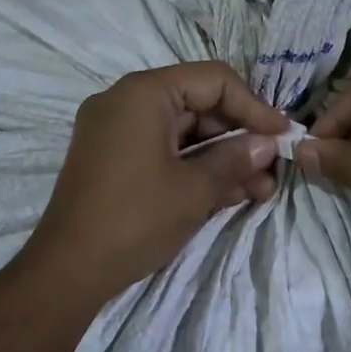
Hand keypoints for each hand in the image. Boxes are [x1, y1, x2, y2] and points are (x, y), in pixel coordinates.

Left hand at [21, 62, 289, 303]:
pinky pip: (162, 151)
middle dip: (239, 138)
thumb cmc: (135, 219)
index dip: (253, 106)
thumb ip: (235, 159)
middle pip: (197, 104)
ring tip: (260, 190)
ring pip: (182, 132)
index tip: (283, 135)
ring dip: (221, 157)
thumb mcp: (195, 189)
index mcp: (143, 93)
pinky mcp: (112, 159)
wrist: (67, 271)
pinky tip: (231, 193)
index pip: (213, 80)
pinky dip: (193, 167)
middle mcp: (125, 101)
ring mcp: (115, 131)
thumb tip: (267, 144)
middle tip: (272, 169)